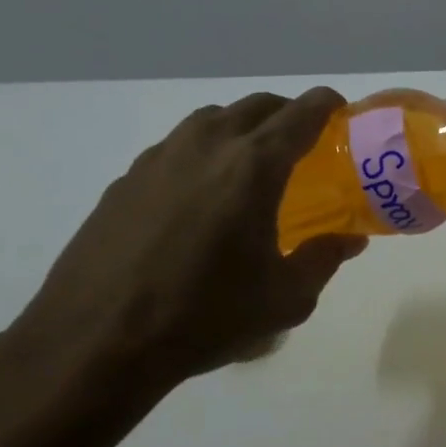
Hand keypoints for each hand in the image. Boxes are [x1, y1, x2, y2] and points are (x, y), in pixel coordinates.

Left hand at [8, 88, 365, 415]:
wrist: (96, 341)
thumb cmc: (205, 316)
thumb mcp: (285, 298)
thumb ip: (324, 259)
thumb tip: (349, 239)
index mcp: (253, 166)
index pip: (302, 113)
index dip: (328, 105)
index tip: (342, 112)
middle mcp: (208, 145)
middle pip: (258, 106)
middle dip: (288, 113)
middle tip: (305, 142)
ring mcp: (161, 157)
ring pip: (213, 119)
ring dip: (243, 127)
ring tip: (252, 164)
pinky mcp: (127, 178)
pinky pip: (178, 146)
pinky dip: (204, 152)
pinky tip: (201, 195)